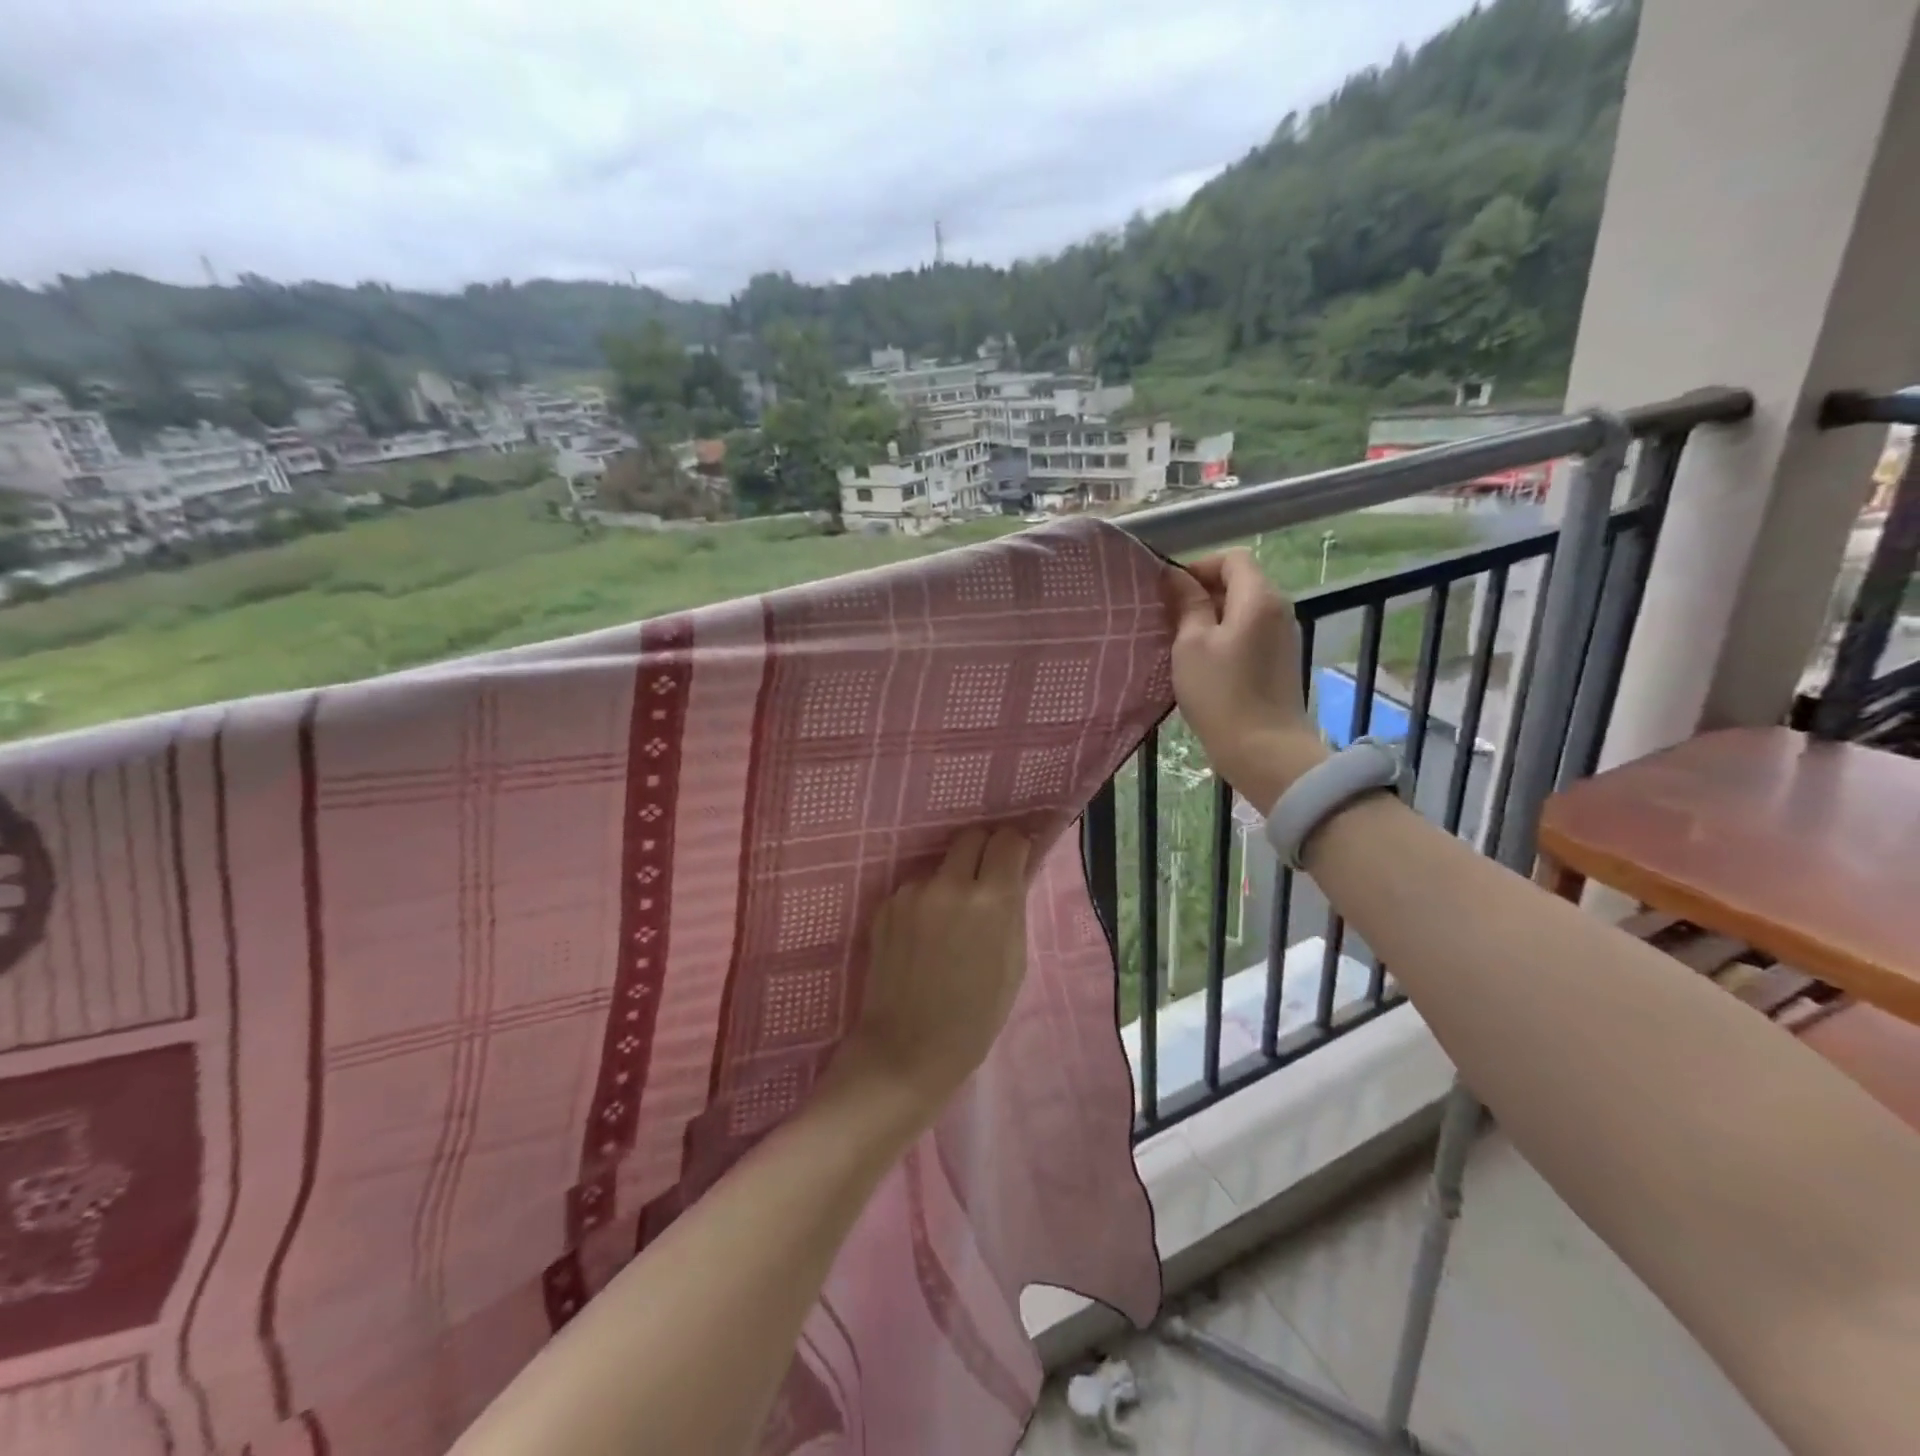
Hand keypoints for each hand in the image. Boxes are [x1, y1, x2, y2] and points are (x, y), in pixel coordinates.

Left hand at [835, 827, 1031, 1118]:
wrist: (907, 1048)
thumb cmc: (976, 1015)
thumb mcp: (1014, 961)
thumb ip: (1013, 908)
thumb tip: (1014, 874)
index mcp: (992, 898)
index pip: (1008, 839)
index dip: (1015, 847)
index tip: (1015, 860)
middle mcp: (950, 883)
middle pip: (971, 837)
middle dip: (983, 852)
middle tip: (986, 880)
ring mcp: (912, 892)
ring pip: (940, 865)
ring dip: (951, 880)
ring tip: (949, 921)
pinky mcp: (885, 905)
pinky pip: (915, 889)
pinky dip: (924, 902)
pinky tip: (922, 937)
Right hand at [1161, 549, 1326, 813]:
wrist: (1263, 749)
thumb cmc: (1220, 693)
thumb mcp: (1191, 645)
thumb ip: (1187, 605)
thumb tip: (1177, 577)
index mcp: (1258, 597)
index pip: (1232, 558)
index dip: (1198, 567)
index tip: (1169, 592)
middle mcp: (1278, 609)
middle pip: (1240, 582)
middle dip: (1203, 593)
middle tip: (1168, 618)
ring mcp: (1282, 636)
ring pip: (1243, 610)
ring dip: (1211, 617)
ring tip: (1180, 641)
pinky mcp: (1280, 661)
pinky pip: (1249, 633)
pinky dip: (1225, 637)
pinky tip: (1203, 662)